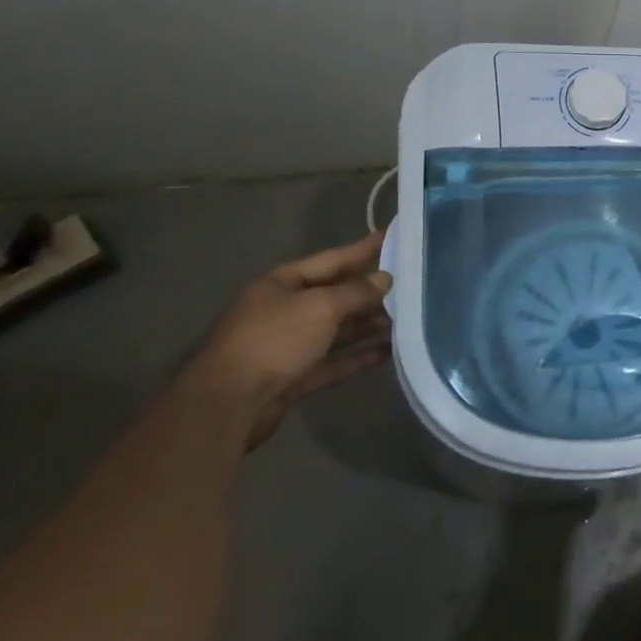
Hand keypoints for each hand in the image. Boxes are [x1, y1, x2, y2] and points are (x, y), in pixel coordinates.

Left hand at [189, 234, 393, 445]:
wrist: (229, 404)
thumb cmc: (274, 340)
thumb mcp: (320, 306)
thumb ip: (356, 292)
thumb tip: (385, 279)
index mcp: (283, 284)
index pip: (332, 260)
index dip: (363, 249)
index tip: (393, 236)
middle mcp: (285, 310)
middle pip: (335, 295)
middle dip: (371, 291)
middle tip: (411, 283)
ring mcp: (289, 345)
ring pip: (337, 329)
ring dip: (369, 325)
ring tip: (408, 318)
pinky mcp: (294, 377)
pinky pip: (334, 361)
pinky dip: (359, 356)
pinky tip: (389, 352)